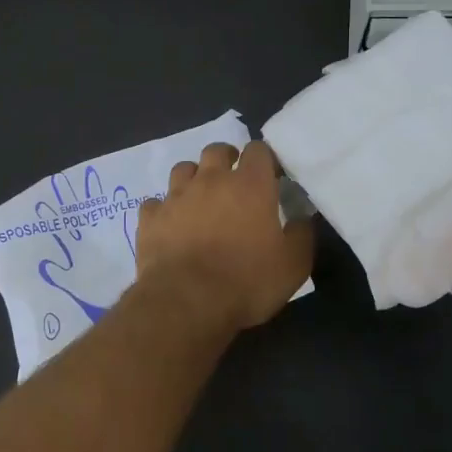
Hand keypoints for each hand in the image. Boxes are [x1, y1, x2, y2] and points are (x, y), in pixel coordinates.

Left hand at [135, 141, 313, 331]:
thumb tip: (301, 218)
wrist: (187, 301)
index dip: (264, 159)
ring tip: (200, 198)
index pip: (258, 150)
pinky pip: (155, 203)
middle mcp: (210, 181)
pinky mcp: (150, 218)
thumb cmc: (247, 281)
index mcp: (250, 185)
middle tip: (233, 181)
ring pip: (182, 169)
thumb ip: (301, 235)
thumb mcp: (293, 265)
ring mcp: (176, 197)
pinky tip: (169, 225)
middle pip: (216, 151)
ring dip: (193, 178)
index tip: (269, 176)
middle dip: (226, 159)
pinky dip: (164, 210)